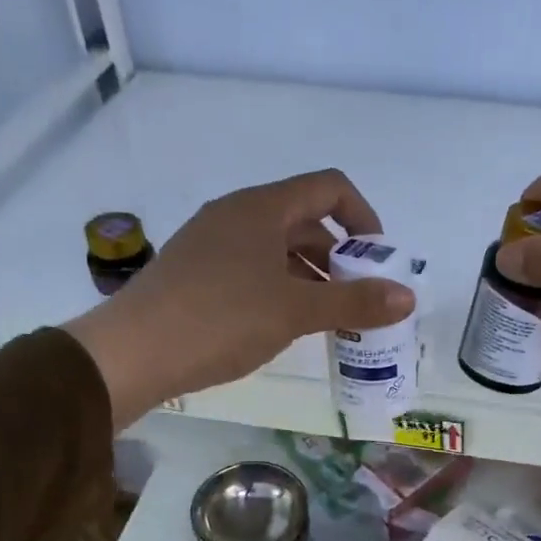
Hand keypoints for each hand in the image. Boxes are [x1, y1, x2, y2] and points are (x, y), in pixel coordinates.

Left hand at [63, 171, 415, 428]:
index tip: (377, 259)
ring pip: (276, 248)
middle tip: (356, 298)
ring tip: (326, 318)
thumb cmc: (221, 319)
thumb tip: (407, 297)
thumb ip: (354, 302)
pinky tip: (283, 324)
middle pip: (304, 220)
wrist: (132, 352)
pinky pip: (252, 268)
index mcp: (261, 208)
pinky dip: (280, 287)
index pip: (329, 188)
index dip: (363, 217)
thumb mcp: (295, 311)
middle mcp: (235, 214)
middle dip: (339, 255)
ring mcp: (211, 243)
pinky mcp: (195, 272)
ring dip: (310, 276)